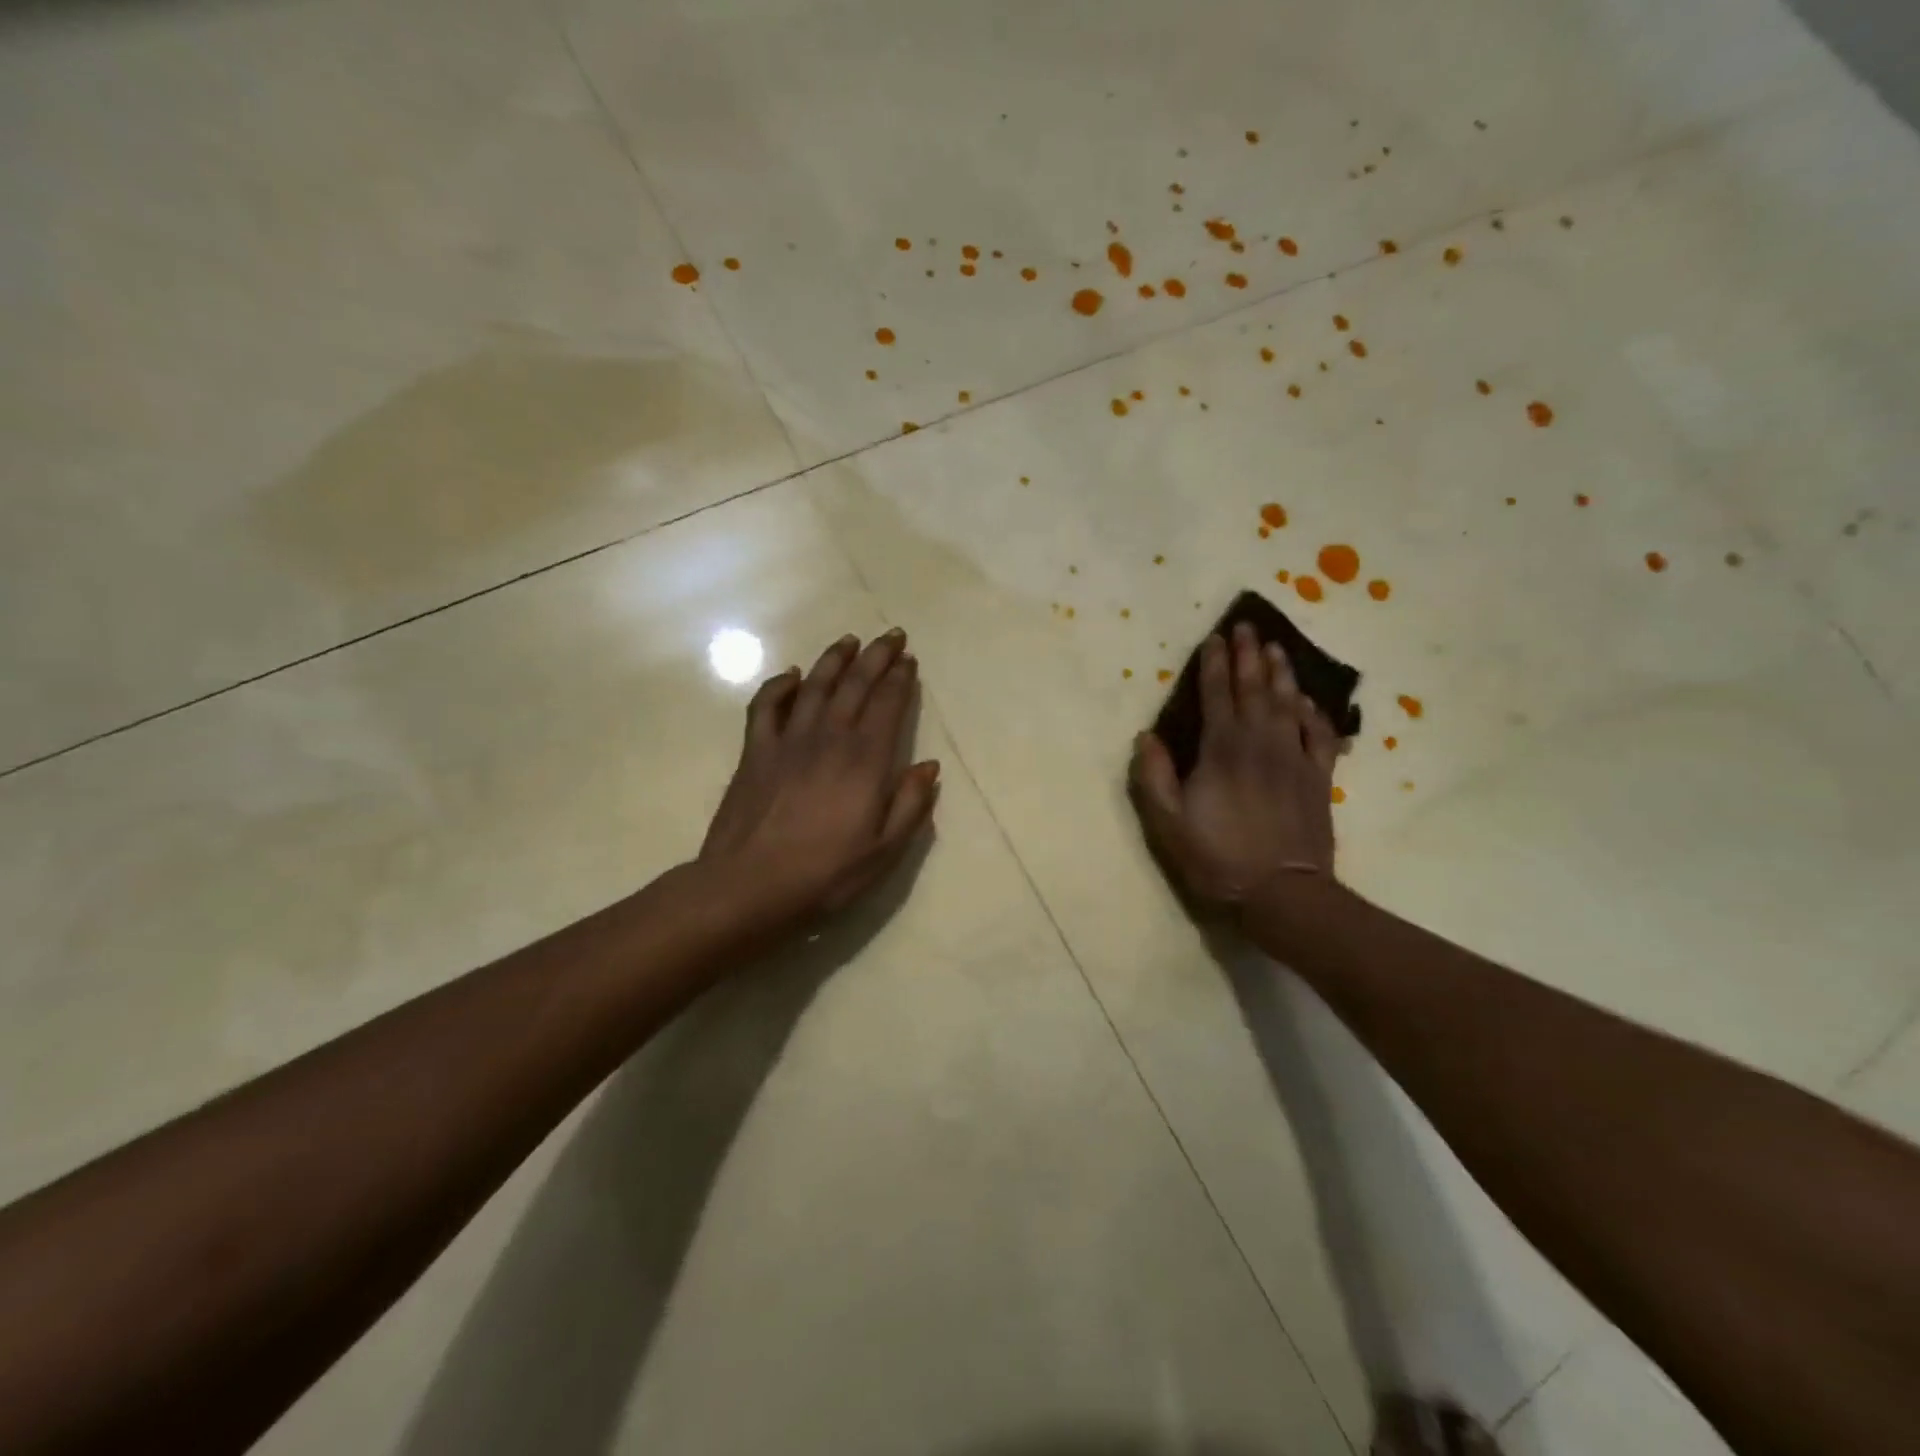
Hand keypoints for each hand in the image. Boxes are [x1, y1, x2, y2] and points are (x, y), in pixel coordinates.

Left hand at [699, 628, 939, 932]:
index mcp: (865, 761)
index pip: (887, 705)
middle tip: (890, 636)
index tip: (909, 660)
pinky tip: (792, 676)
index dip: (900, 679)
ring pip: (815, 686)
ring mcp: (788, 741)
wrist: (749, 886)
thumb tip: (929, 767)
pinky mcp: (755, 751)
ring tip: (849, 641)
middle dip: (876, 657)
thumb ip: (911, 805)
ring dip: (834, 659)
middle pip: (855, 685)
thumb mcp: (884, 851)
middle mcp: (829, 739)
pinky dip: (780, 685)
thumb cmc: (824, 875)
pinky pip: (766, 706)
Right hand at [1129, 623, 1341, 912]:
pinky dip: (1314, 712)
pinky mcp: (1318, 777)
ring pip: (1289, 703)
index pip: (1218, 695)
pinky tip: (1308, 701)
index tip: (1214, 638)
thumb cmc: (1217, 856)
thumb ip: (1154, 776)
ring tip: (1278, 648)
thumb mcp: (1168, 823)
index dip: (1215, 664)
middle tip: (1247, 626)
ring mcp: (1294, 758)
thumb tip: (1146, 736)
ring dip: (1282, 673)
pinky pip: (1320, 734)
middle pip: (1255, 688)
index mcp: (1222, 749)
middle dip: (1249, 655)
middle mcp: (1261, 742)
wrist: (1282, 893)